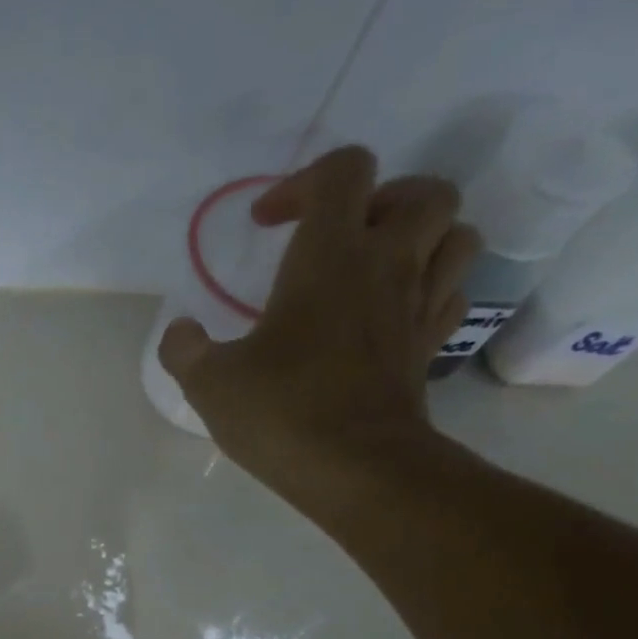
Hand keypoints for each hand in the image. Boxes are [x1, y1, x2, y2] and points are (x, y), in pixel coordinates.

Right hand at [160, 145, 480, 511]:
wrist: (355, 467)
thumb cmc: (281, 411)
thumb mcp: (208, 382)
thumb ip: (184, 349)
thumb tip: (181, 332)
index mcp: (331, 255)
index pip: (343, 171)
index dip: (303, 183)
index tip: (266, 225)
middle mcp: (387, 264)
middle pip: (424, 191)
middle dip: (381, 200)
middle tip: (338, 240)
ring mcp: (418, 305)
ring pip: (456, 234)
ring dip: (421, 238)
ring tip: (375, 268)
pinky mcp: (430, 346)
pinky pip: (451, 293)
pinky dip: (429, 289)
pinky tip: (392, 313)